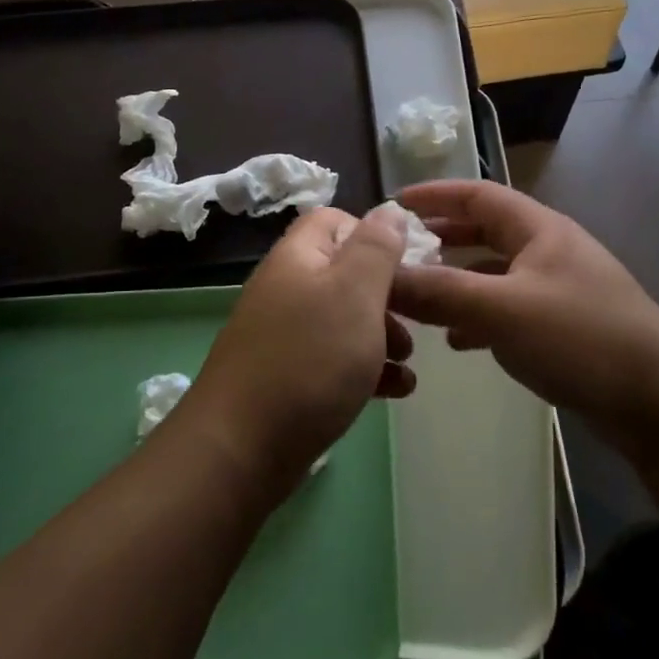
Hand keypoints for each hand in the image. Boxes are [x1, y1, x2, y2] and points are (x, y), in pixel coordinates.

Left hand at [182, 204, 414, 498]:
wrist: (242, 448)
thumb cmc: (310, 359)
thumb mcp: (355, 292)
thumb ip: (376, 247)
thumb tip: (389, 210)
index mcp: (298, 258)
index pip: (334, 220)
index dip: (373, 234)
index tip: (407, 265)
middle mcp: (287, 289)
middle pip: (345, 274)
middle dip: (388, 296)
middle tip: (416, 321)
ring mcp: (284, 336)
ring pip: (344, 321)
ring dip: (383, 336)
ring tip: (408, 363)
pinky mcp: (289, 377)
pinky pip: (335, 361)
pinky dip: (367, 370)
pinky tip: (396, 392)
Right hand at [389, 181, 658, 463]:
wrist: (657, 400)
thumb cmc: (581, 339)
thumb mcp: (502, 311)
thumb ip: (439, 293)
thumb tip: (381, 278)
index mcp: (539, 230)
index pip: (478, 194)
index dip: (435, 194)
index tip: (393, 203)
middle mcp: (549, 250)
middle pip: (485, 230)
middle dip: (442, 237)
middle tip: (400, 252)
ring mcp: (558, 288)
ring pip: (495, 272)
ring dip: (457, 279)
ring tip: (418, 296)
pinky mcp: (562, 324)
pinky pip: (508, 307)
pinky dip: (478, 315)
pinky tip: (457, 340)